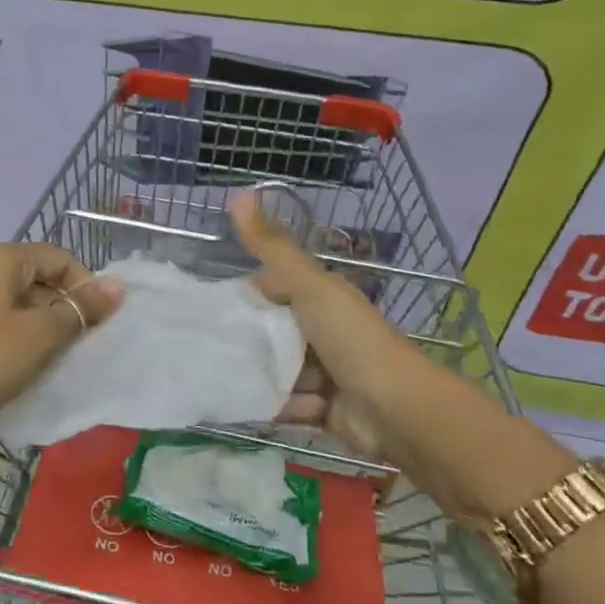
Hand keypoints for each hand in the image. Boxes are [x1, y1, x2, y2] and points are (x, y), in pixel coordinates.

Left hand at [0, 241, 122, 423]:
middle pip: (36, 277)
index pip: (57, 258)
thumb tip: (116, 287)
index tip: (98, 321)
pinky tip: (24, 362)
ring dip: (41, 325)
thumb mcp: (41, 334)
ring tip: (54, 357)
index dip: (84, 286)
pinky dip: (16, 335)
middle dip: (62, 307)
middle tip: (79, 343)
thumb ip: (80, 309)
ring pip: (16, 301)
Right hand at [230, 192, 406, 459]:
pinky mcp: (323, 407)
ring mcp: (325, 372)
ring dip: (261, 376)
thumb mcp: (309, 285)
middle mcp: (324, 331)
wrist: (396, 410)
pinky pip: (288, 403)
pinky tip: (262, 406)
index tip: (212, 306)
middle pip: (274, 332)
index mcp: (323, 298)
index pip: (275, 289)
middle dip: (248, 340)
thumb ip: (273, 247)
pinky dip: (280, 406)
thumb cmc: (351, 339)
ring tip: (227, 378)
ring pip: (278, 369)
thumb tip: (241, 193)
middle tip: (208, 347)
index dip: (247, 295)